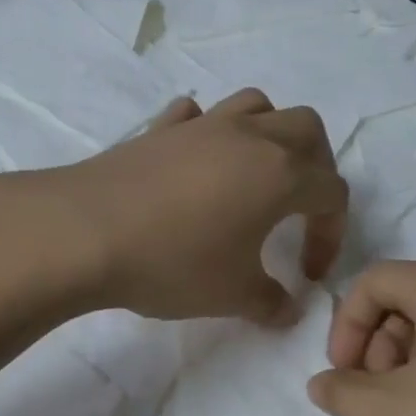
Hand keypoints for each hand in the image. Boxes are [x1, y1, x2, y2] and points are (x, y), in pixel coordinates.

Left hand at [31, 90, 349, 325]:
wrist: (84, 233)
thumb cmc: (173, 263)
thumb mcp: (232, 295)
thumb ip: (272, 302)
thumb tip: (289, 309)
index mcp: (280, 174)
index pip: (332, 193)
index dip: (331, 234)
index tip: (307, 272)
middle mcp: (249, 137)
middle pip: (307, 129)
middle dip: (317, 166)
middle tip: (300, 207)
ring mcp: (201, 126)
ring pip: (256, 105)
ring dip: (269, 133)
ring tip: (256, 174)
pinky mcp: (159, 129)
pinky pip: (196, 115)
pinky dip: (207, 131)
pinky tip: (196, 161)